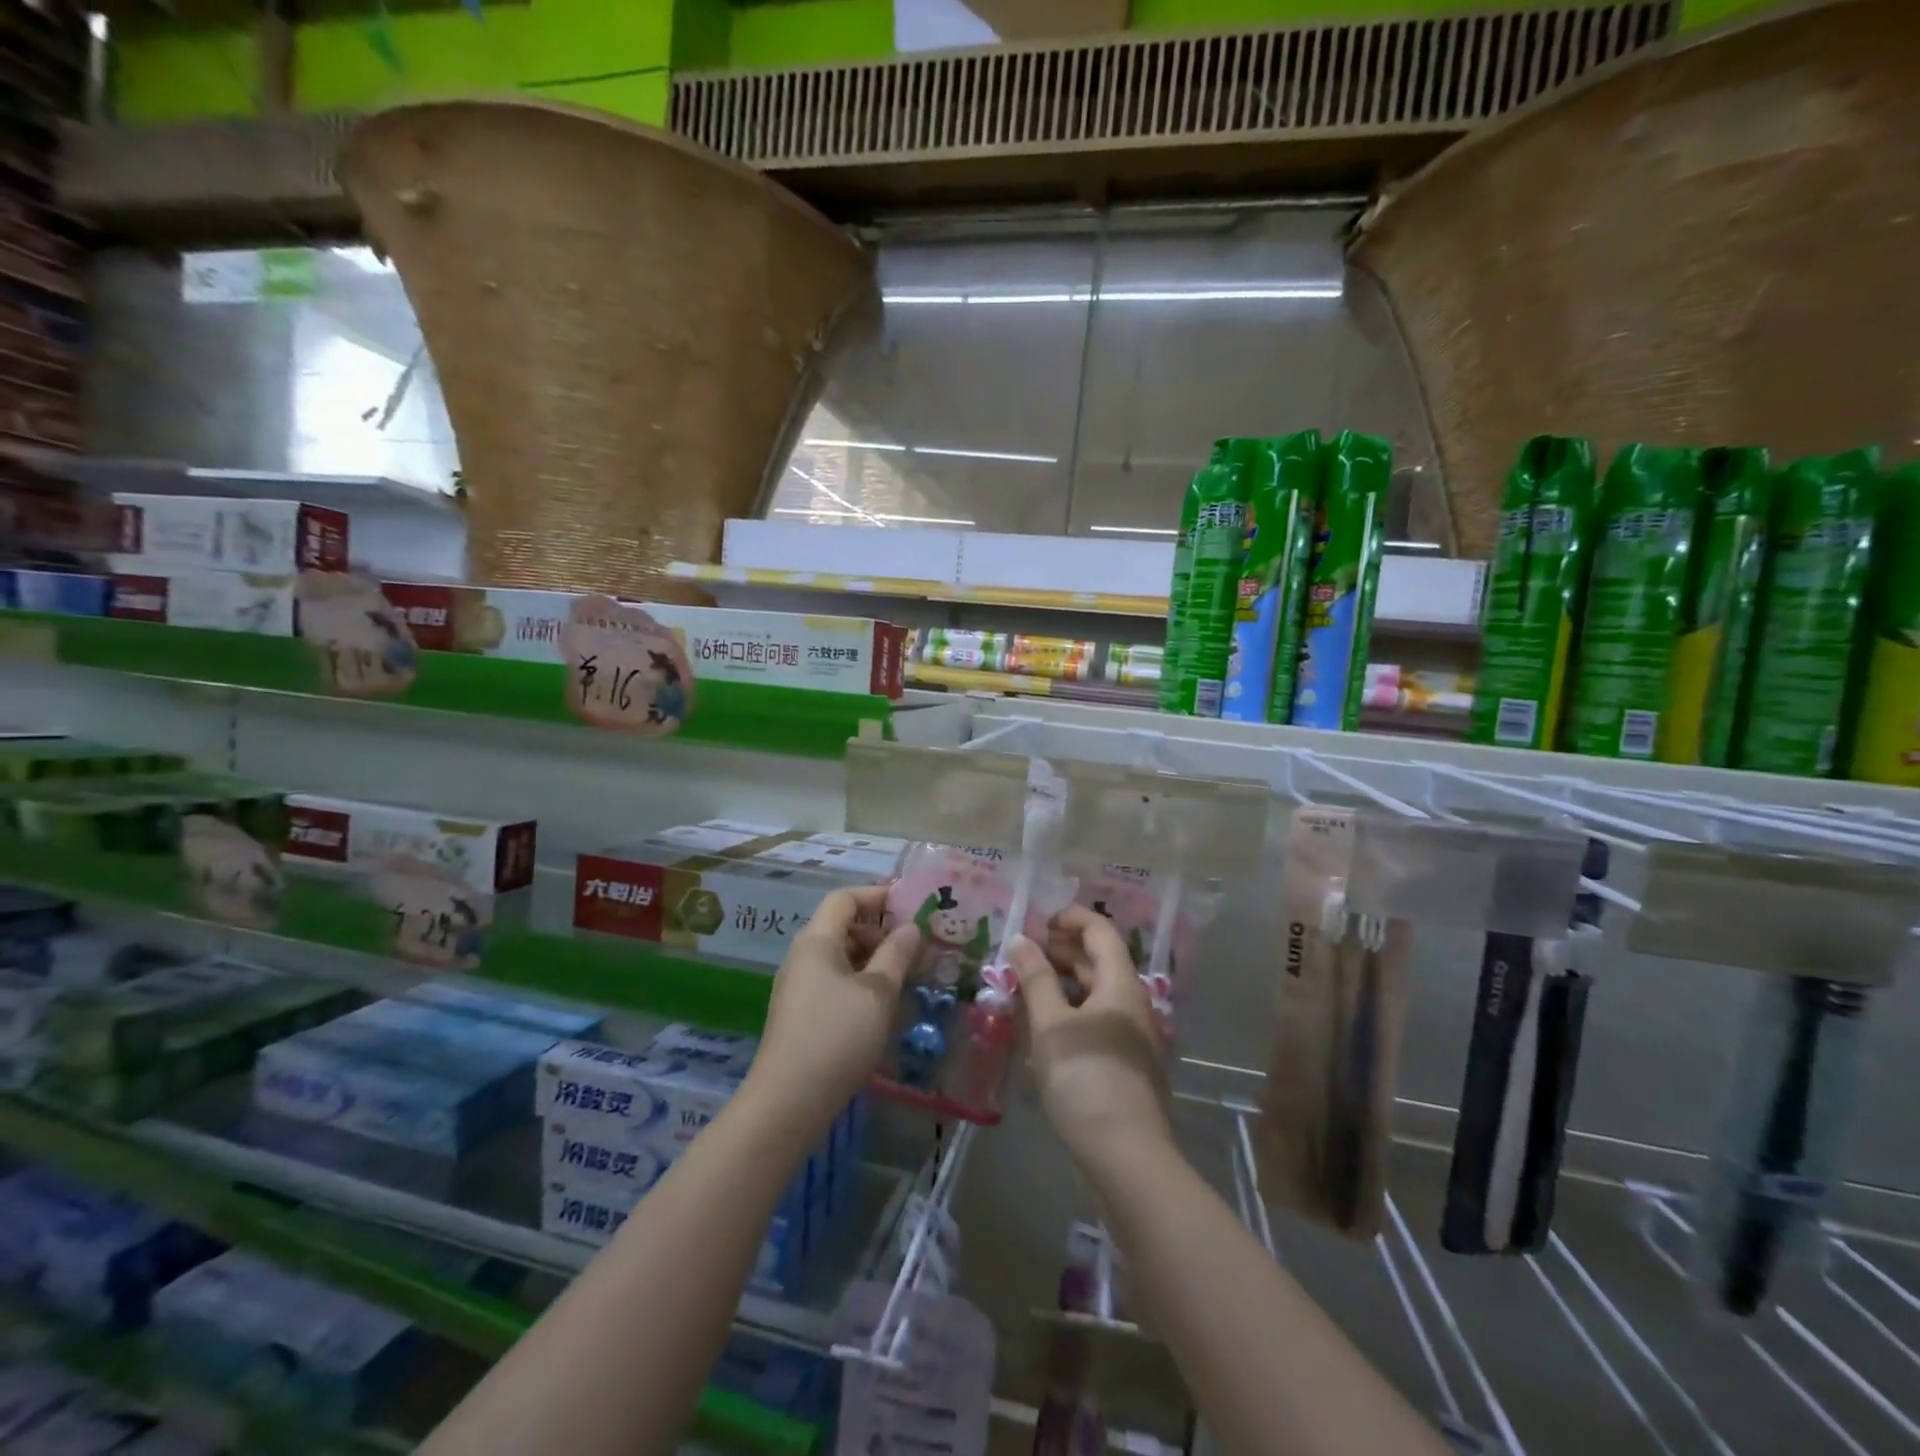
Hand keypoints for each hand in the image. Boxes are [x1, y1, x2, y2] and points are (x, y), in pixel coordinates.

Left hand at [746, 885, 918, 1137]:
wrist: (788, 1102)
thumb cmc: (837, 1036)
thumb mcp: (877, 993)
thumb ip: (896, 955)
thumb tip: (910, 927)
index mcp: (817, 941)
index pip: (845, 898)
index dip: (877, 895)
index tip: (910, 904)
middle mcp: (802, 956)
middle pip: (841, 925)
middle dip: (879, 929)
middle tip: (914, 945)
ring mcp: (798, 986)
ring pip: (839, 955)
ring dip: (872, 958)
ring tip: (904, 975)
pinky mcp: (800, 1012)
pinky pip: (833, 980)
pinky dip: (859, 980)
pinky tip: (881, 1003)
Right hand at [1010, 904, 1171, 1173]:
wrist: (1127, 1156)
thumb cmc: (1085, 1078)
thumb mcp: (1051, 1025)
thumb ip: (1035, 978)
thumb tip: (1021, 939)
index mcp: (1121, 984)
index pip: (1100, 931)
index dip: (1071, 918)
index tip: (1038, 921)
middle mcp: (1132, 1003)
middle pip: (1100, 961)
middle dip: (1063, 950)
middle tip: (1024, 954)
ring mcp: (1132, 1036)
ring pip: (1097, 993)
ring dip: (1064, 982)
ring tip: (1027, 987)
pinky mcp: (1126, 1064)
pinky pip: (1097, 1020)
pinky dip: (1071, 1011)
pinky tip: (1045, 1029)